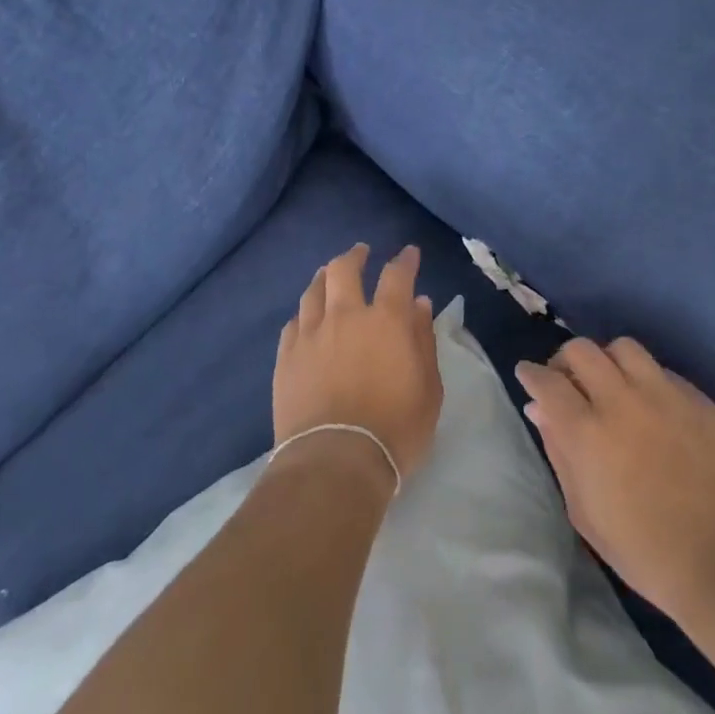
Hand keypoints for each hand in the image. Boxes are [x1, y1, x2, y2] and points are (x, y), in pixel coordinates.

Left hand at [273, 243, 442, 489]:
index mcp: (385, 321)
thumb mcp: (428, 390)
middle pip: (344, 270)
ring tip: (328, 275)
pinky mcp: (286, 356)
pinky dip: (304, 314)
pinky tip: (306, 317)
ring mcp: (310, 334)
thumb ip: (423, 342)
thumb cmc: (395, 429)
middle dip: (355, 256)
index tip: (409, 253)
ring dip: (324, 277)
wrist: (335, 461)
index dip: (405, 261)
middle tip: (361, 252)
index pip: (396, 276)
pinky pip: (293, 322)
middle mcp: (345, 316)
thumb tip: (419, 305)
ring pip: (313, 291)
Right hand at [515, 337, 714, 622]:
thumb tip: (540, 410)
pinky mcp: (700, 401)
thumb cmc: (644, 552)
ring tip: (610, 386)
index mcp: (587, 432)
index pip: (547, 381)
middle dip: (564, 361)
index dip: (531, 374)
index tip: (528, 376)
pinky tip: (650, 408)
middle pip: (581, 350)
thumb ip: (558, 452)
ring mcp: (665, 396)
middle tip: (567, 382)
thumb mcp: (583, 512)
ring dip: (607, 362)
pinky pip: (662, 371)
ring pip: (623, 348)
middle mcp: (623, 401)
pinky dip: (646, 381)